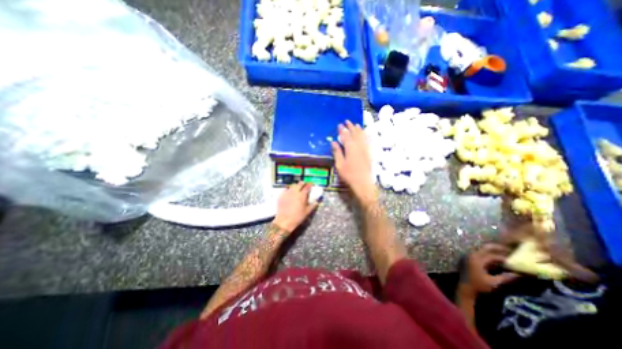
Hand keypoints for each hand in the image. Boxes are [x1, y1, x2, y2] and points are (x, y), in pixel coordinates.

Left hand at [273, 182, 317, 232]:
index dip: (310, 184)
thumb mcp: (307, 212)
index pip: (307, 187)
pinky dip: (289, 189)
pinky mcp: (281, 195)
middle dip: (303, 183)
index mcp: (302, 195)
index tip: (311, 184)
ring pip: (292, 186)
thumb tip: (317, 201)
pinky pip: (286, 189)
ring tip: (297, 188)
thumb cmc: (297, 217)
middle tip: (305, 185)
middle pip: (299, 184)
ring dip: (296, 186)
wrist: (284, 221)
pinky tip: (290, 192)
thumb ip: (312, 206)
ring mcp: (287, 193)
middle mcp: (294, 192)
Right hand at [333, 120, 375, 203]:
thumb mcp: (339, 164)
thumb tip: (333, 142)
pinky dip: (365, 136)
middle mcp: (359, 146)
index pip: (346, 136)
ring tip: (356, 124)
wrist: (363, 183)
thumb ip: (337, 152)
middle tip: (347, 121)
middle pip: (355, 134)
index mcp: (351, 148)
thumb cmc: (349, 175)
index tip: (339, 125)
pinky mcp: (369, 153)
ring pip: (362, 136)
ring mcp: (365, 149)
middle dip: (351, 127)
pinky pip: (368, 141)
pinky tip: (365, 135)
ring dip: (359, 130)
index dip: (343, 130)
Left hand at [458, 242, 518, 299]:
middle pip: (486, 248)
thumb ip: (506, 278)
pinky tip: (496, 261)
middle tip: (510, 251)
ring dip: (493, 252)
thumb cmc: (478, 285)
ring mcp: (469, 256)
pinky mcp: (468, 259)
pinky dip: (488, 256)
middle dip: (498, 248)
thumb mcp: (494, 283)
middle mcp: (472, 254)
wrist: (465, 288)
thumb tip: (520, 275)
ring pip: (482, 250)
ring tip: (505, 256)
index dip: (505, 258)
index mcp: (477, 259)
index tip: (516, 261)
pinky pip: (479, 254)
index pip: (493, 255)